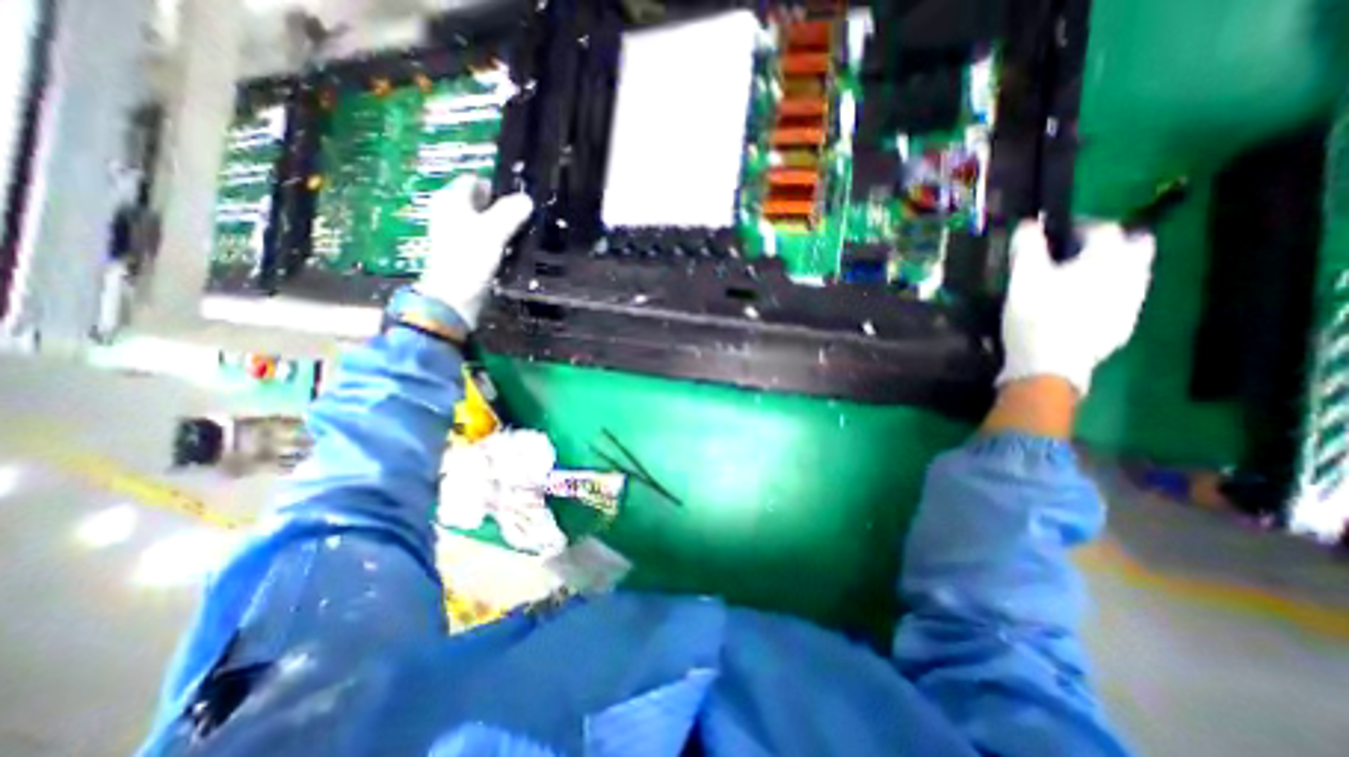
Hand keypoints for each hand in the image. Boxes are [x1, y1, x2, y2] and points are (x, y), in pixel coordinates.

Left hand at [418, 176, 530, 331]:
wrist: (455, 297)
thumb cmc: (469, 258)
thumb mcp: (493, 232)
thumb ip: (510, 213)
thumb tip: (527, 199)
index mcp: (452, 200)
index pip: (476, 180)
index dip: (498, 185)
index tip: (521, 197)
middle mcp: (451, 212)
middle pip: (482, 202)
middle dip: (504, 206)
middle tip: (528, 214)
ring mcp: (458, 234)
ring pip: (486, 222)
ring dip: (504, 225)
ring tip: (526, 231)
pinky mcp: (467, 253)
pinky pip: (487, 239)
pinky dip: (500, 241)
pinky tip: (515, 248)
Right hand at [994, 220, 1153, 394]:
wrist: (1049, 364)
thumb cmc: (1035, 316)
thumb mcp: (1022, 278)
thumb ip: (1026, 248)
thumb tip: (1028, 224)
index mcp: (1107, 258)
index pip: (1103, 228)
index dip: (1079, 225)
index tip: (1057, 232)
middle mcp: (1131, 275)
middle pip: (1135, 245)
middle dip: (1111, 242)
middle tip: (1078, 252)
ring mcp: (1132, 302)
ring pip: (1132, 274)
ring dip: (1110, 269)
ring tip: (1076, 280)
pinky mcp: (1123, 326)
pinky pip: (1122, 299)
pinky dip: (1106, 294)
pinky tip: (1081, 306)